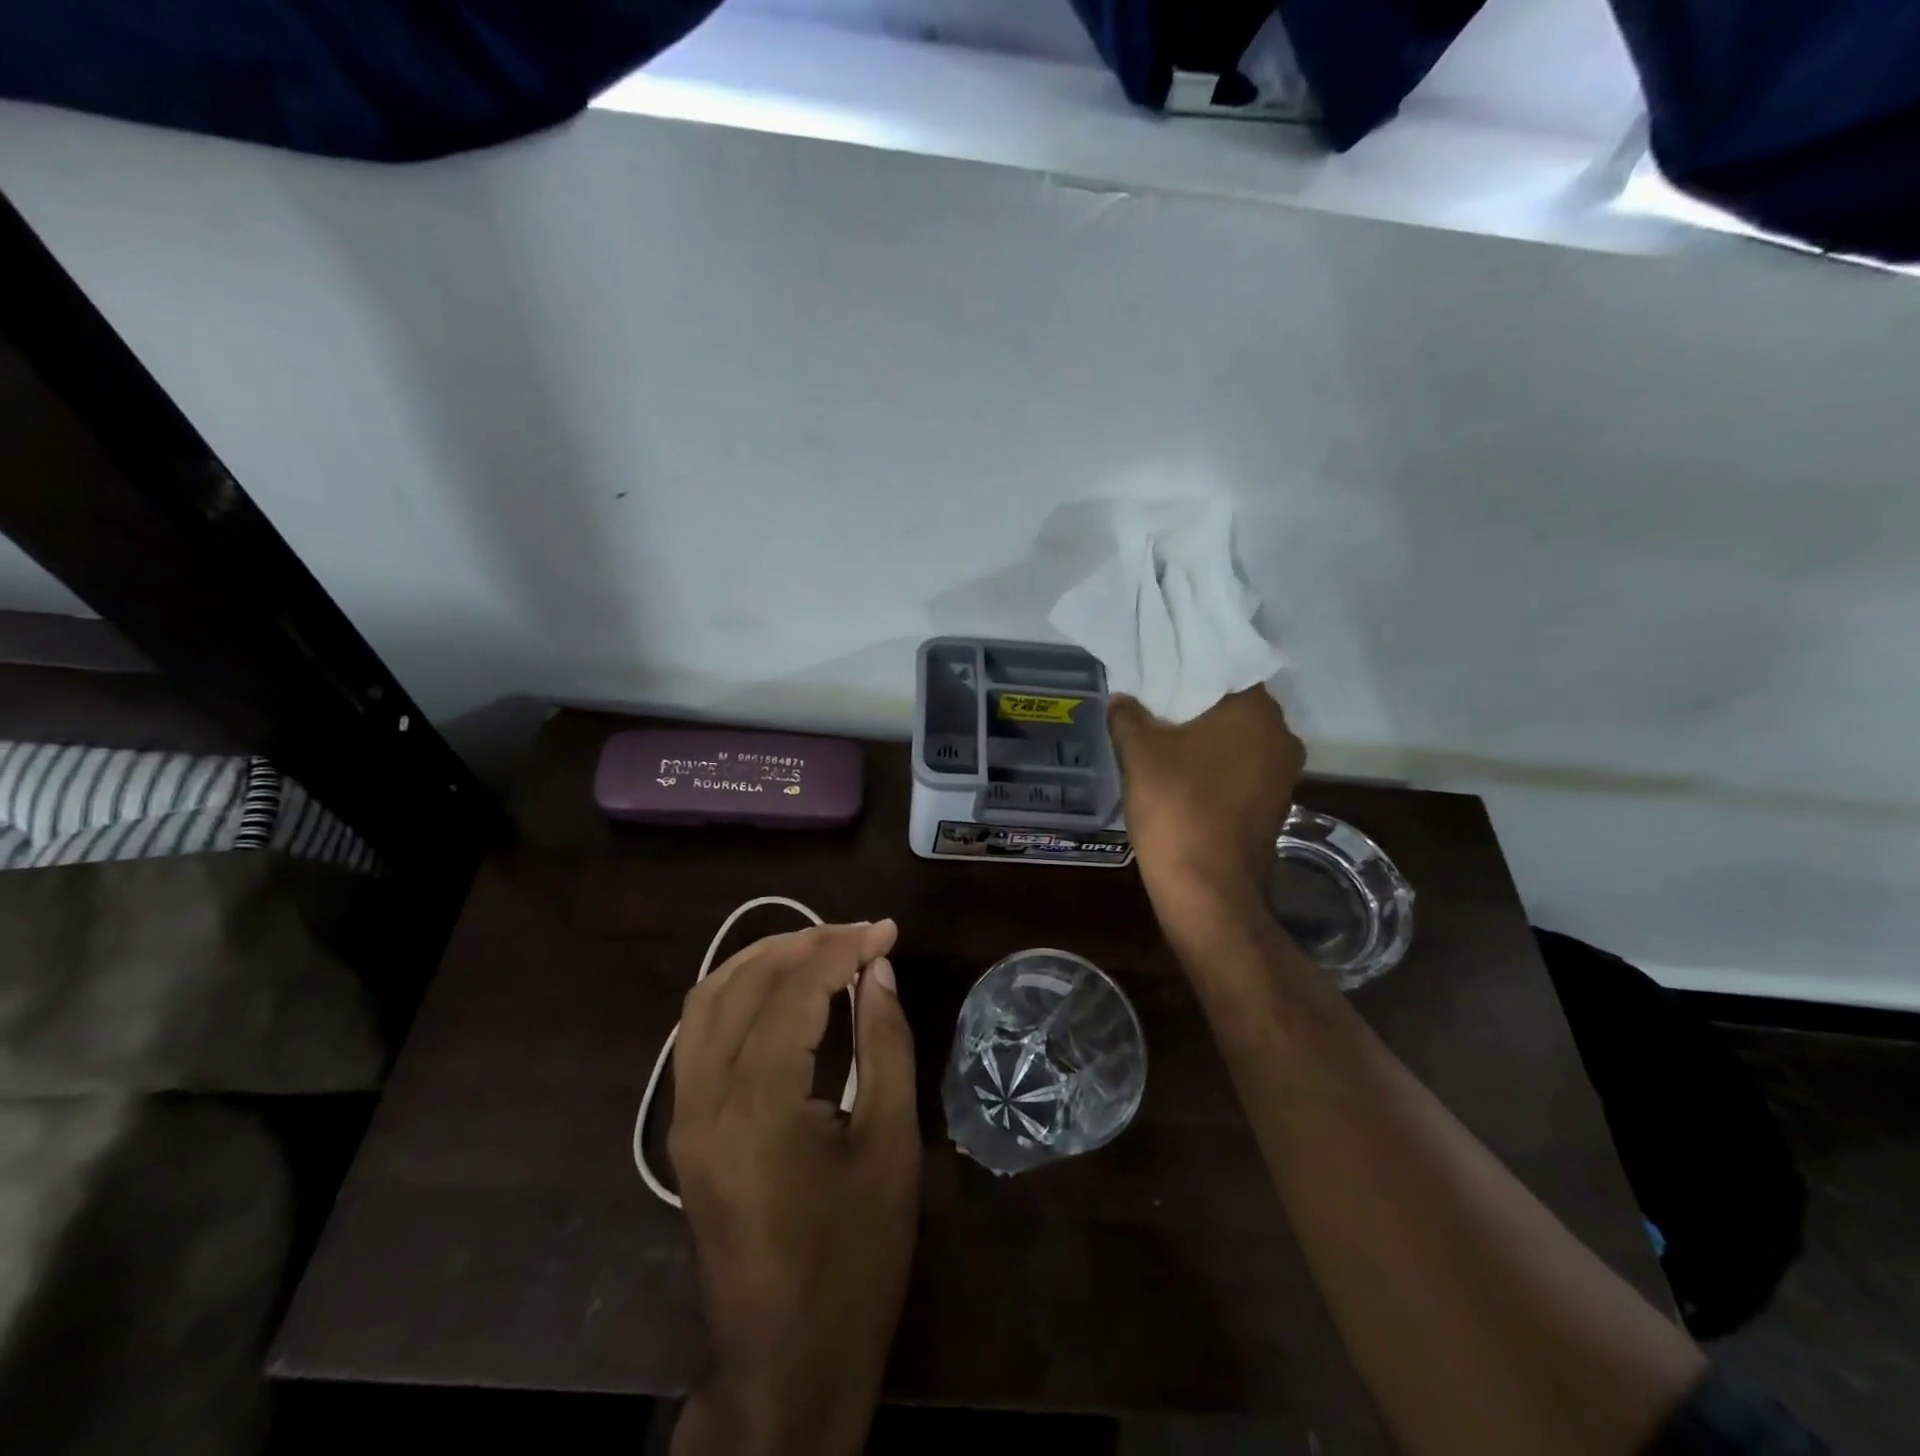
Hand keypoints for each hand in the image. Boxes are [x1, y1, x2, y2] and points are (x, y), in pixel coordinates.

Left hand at [669, 921, 920, 1455]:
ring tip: (820, 947)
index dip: (843, 949)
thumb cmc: (854, 1260)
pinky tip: (780, 993)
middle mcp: (704, 1099)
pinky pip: (700, 1034)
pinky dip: (739, 994)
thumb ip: (884, 1044)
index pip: (794, 991)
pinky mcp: (685, 1131)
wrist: (787, 1366)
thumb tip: (879, 971)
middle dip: (803, 944)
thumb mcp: (889, 1146)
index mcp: (756, 1104)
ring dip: (762, 961)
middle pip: (742, 983)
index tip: (887, 930)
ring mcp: (684, 1115)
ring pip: (707, 1001)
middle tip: (858, 934)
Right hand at [1108, 687, 1304, 937]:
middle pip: (1233, 707)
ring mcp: (1283, 775)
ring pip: (1240, 742)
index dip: (1189, 670)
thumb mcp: (1140, 754)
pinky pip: (1243, 772)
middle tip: (1156, 706)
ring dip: (1208, 741)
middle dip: (1197, 707)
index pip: (1224, 669)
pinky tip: (1185, 779)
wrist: (1208, 890)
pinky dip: (1218, 770)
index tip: (1160, 675)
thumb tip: (1122, 699)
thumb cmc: (1177, 808)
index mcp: (1255, 711)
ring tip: (1166, 742)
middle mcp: (1281, 736)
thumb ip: (1129, 717)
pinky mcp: (1275, 807)